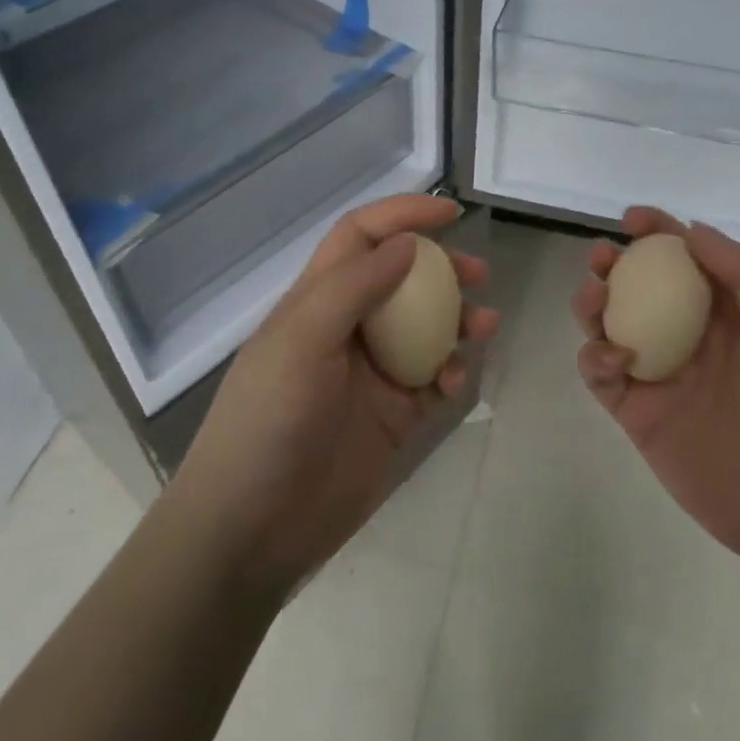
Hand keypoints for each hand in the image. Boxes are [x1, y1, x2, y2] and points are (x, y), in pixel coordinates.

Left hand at [174, 195, 499, 593]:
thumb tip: (407, 244)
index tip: (450, 212)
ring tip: (486, 323)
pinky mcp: (392, 418)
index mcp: (316, 301)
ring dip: (458, 320)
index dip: (401, 215)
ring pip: (426, 329)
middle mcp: (346, 329)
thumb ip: (354, 287)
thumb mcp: (302, 341)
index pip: (360, 238)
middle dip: (441, 268)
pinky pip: (433, 382)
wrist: (253, 528)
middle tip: (479, 274)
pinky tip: (457, 381)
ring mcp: (371, 375)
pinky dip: (452, 373)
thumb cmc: (269, 421)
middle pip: (401, 280)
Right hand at [571, 207, 739, 578]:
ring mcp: (662, 376)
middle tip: (602, 258)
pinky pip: (603, 375)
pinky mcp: (638, 415)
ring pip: (612, 327)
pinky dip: (595, 359)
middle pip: (640, 289)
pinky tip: (612, 358)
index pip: (688, 261)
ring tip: (593, 299)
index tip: (632, 219)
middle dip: (616, 265)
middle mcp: (691, 338)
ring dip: (595, 305)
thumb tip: (694, 230)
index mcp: (731, 315)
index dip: (659, 233)